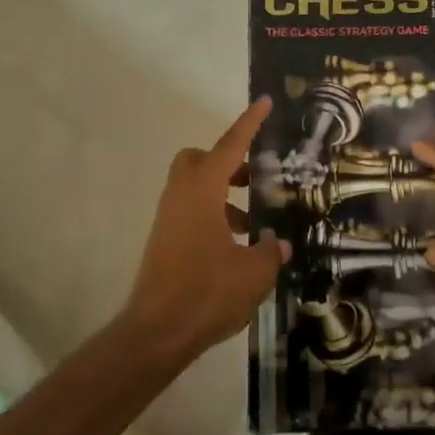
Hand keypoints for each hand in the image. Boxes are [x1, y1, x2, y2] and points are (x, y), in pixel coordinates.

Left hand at [122, 97, 289, 364]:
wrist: (157, 332)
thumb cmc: (207, 292)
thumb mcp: (253, 272)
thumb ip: (269, 252)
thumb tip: (277, 244)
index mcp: (203, 190)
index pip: (230, 146)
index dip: (249, 123)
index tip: (263, 102)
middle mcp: (181, 195)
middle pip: (201, 159)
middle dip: (229, 162)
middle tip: (257, 179)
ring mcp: (169, 218)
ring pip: (196, 188)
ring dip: (225, 195)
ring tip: (255, 226)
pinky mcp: (165, 240)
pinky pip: (191, 212)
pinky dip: (214, 217)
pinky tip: (237, 249)